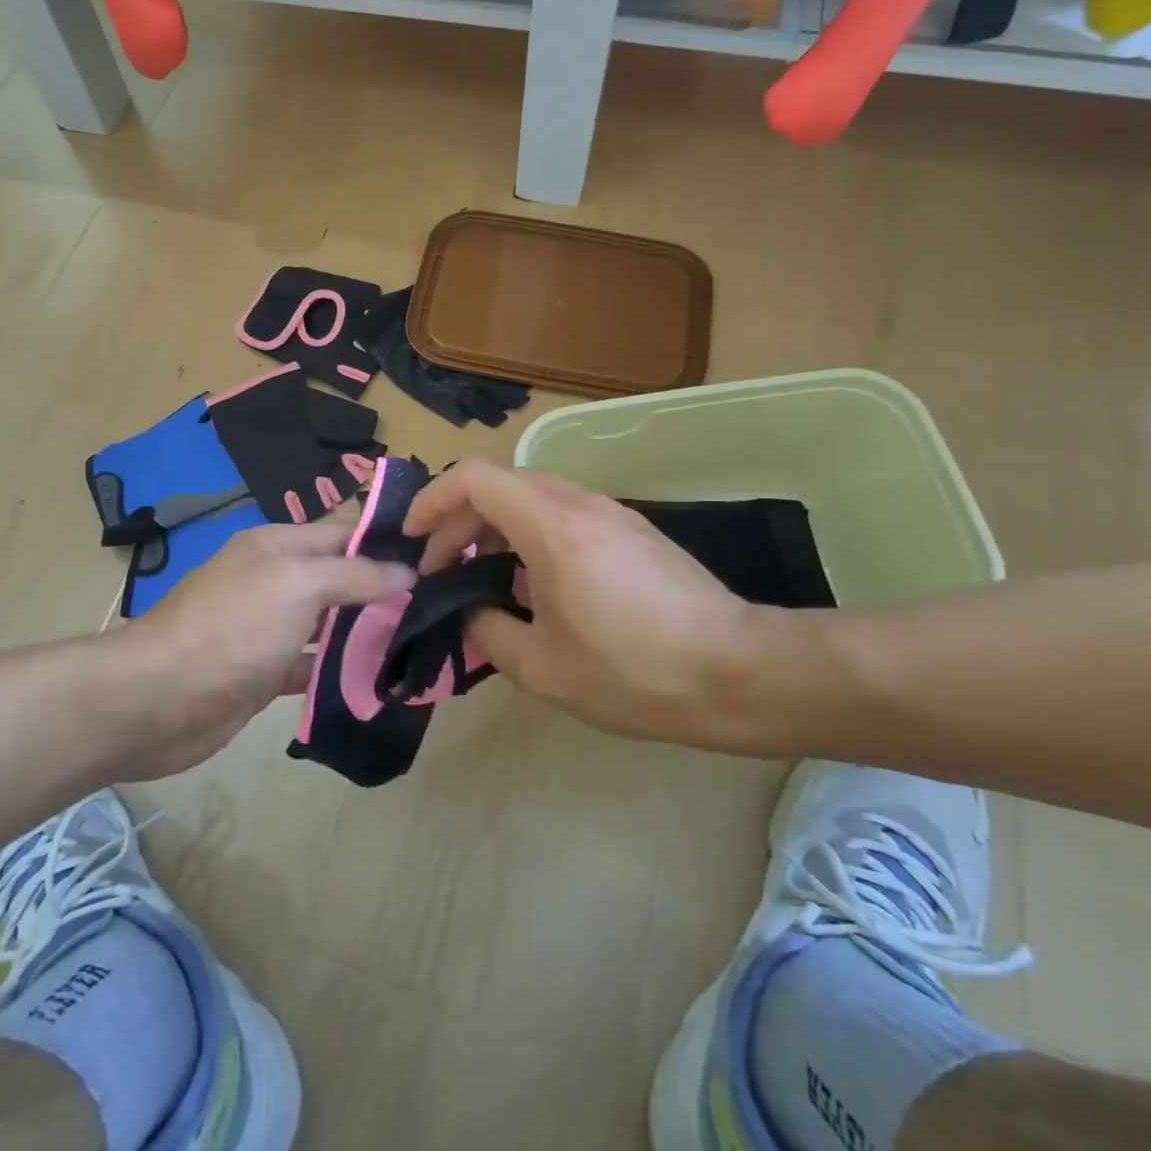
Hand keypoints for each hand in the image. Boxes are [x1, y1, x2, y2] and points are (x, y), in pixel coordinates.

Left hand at [107, 516, 415, 778]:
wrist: (158, 701)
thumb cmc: (233, 628)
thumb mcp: (298, 585)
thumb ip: (355, 574)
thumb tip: (406, 573)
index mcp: (277, 546)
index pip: (343, 534)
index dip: (385, 544)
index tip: (436, 560)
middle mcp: (273, 581)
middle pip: (338, 579)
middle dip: (381, 591)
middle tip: (438, 606)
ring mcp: (267, 629)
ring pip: (328, 625)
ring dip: (365, 633)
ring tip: (420, 643)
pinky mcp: (263, 673)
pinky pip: (311, 666)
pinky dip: (338, 672)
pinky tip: (377, 682)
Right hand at [404, 462, 820, 753]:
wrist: (738, 672)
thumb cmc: (633, 670)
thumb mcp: (541, 668)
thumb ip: (488, 631)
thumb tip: (472, 612)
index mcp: (550, 525)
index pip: (473, 478)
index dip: (432, 499)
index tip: (413, 537)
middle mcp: (579, 503)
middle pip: (500, 485)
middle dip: (458, 521)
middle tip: (441, 571)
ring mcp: (610, 513)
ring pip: (532, 498)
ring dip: (494, 528)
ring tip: (480, 578)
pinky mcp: (631, 530)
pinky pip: (563, 515)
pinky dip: (529, 536)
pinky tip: (533, 585)